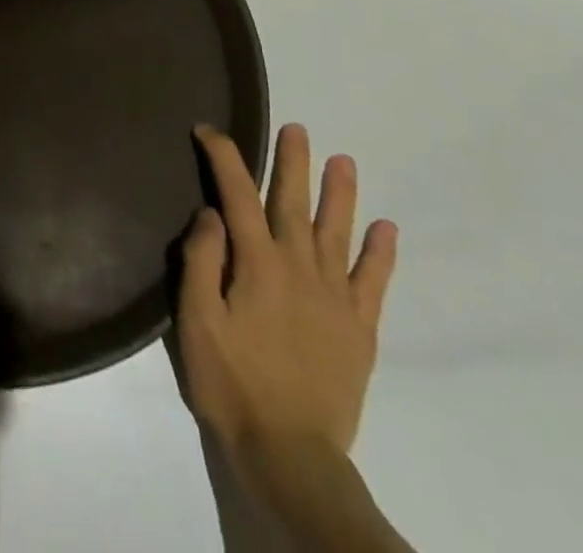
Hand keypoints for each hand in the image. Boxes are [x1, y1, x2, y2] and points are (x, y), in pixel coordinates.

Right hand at [178, 123, 397, 467]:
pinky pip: (373, 282)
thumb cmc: (231, 382)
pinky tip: (386, 228)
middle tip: (297, 128)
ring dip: (340, 194)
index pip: (238, 194)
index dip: (223, 157)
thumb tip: (212, 213)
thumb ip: (201, 260)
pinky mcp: (359, 329)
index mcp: (257, 263)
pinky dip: (381, 253)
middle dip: (293, 162)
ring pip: (337, 233)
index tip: (208, 131)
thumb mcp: (196, 320)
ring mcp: (334, 298)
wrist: (290, 453)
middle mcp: (299, 268)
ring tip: (344, 161)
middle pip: (295, 202)